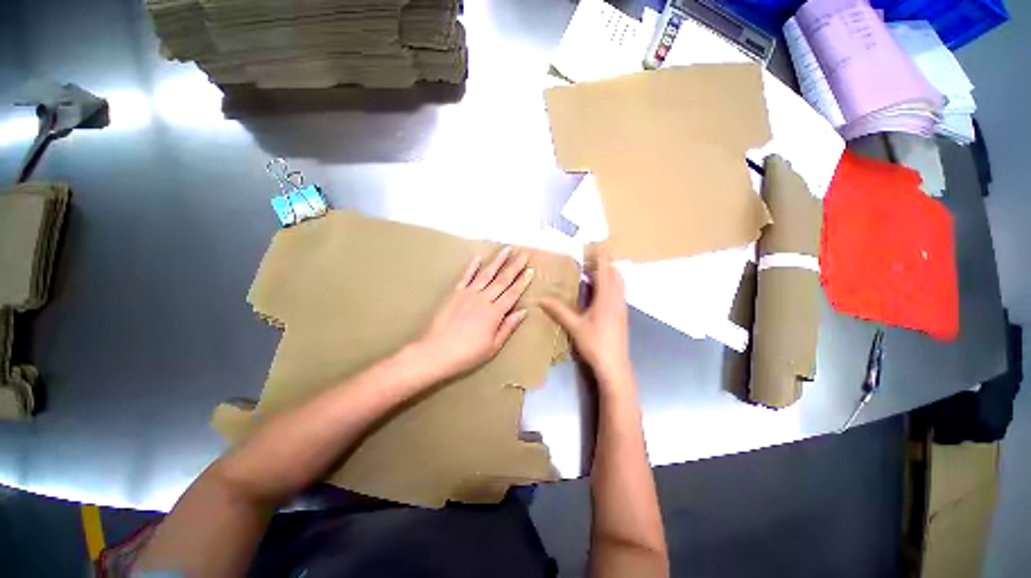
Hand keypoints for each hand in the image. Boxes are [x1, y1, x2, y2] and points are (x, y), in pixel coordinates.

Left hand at [414, 246, 533, 380]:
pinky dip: (472, 267)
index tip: (531, 271)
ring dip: (497, 261)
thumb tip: (523, 311)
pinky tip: (478, 258)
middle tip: (523, 254)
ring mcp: (468, 294)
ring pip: (486, 274)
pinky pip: (465, 277)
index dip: (522, 282)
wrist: (436, 352)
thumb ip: (508, 327)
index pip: (512, 294)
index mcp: (494, 313)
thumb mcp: (493, 346)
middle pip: (502, 280)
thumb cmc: (467, 354)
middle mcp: (483, 299)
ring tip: (506, 249)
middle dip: (514, 267)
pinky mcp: (454, 293)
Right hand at [541, 246, 631, 385]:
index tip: (598, 245)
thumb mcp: (574, 326)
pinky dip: (612, 286)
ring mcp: (622, 308)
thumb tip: (541, 299)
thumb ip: (559, 311)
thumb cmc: (595, 344)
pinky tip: (601, 293)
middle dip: (606, 264)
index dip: (602, 258)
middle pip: (615, 275)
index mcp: (606, 299)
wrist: (614, 366)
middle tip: (592, 259)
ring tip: (596, 272)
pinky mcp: (622, 316)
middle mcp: (616, 300)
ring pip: (619, 284)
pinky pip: (619, 293)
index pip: (605, 272)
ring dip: (610, 274)